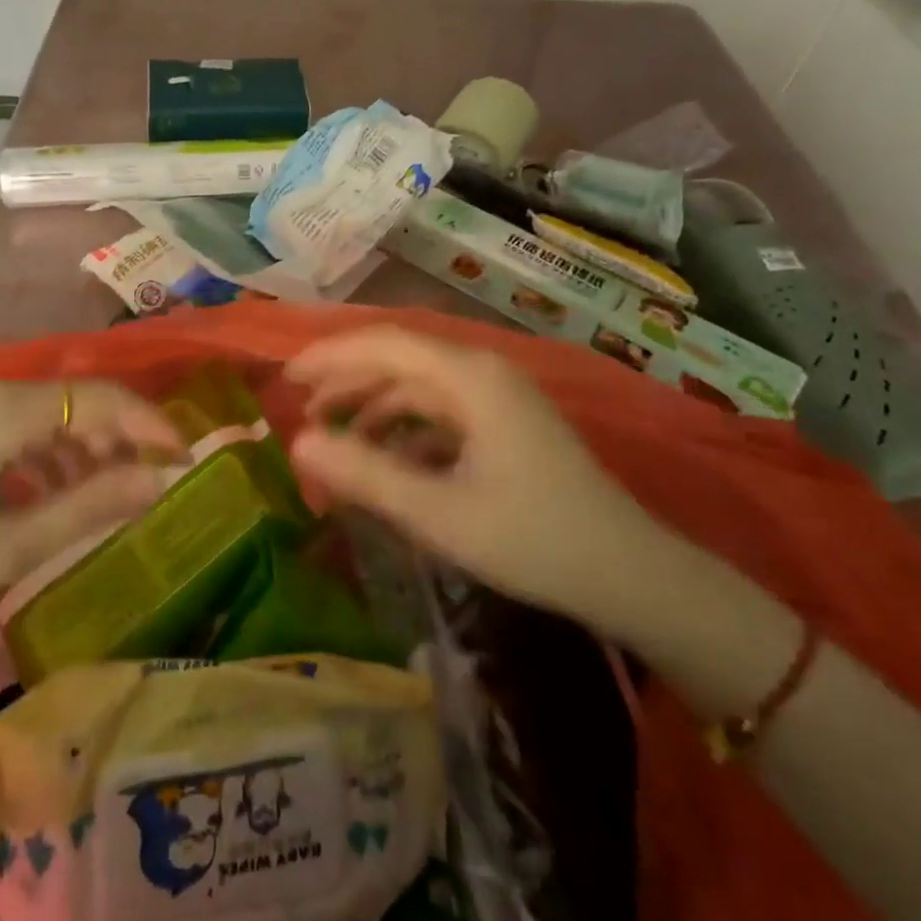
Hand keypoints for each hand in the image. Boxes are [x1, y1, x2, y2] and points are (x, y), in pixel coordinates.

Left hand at [0, 378, 183, 638]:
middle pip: (77, 399)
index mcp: (4, 410)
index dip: (150, 424)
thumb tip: (158, 481)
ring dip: (87, 448)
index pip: (99, 399)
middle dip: (123, 436)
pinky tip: (55, 498)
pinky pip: (21, 428)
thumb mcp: (3, 546)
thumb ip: (87, 507)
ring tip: (112, 496)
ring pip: (51, 413)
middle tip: (155, 483)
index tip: (187, 460)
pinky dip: (51, 457)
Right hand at [285, 327, 675, 626]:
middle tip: (302, 411)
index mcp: (469, 376)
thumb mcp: (439, 512)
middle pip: (399, 359)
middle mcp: (483, 372)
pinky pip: (441, 412)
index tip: (286, 379)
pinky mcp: (506, 425)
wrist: (634, 577)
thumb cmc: (534, 540)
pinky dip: (405, 429)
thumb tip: (299, 443)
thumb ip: (365, 474)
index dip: (330, 356)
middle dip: (346, 381)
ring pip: (418, 386)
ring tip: (335, 438)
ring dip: (373, 406)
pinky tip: (386, 460)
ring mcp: (498, 398)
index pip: (383, 344)